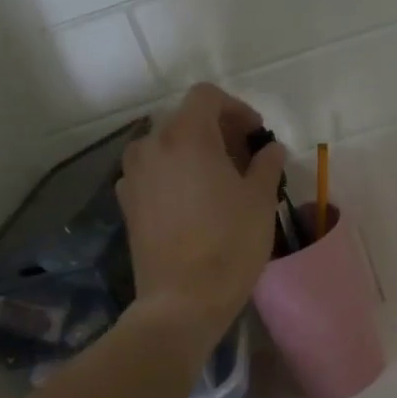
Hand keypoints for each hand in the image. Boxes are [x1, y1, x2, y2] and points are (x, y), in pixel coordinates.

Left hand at [117, 84, 286, 347]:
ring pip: (167, 146)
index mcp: (187, 136)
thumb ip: (266, 164)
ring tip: (220, 181)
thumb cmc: (229, 245)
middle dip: (217, 131)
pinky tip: (194, 202)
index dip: (236, 108)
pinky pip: (153, 172)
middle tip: (245, 159)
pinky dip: (175, 174)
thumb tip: (270, 149)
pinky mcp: (127, 202)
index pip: (207, 97)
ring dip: (195, 152)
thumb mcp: (260, 201)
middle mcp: (152, 146)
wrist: (182, 300)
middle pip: (186, 119)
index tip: (256, 135)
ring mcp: (133, 175)